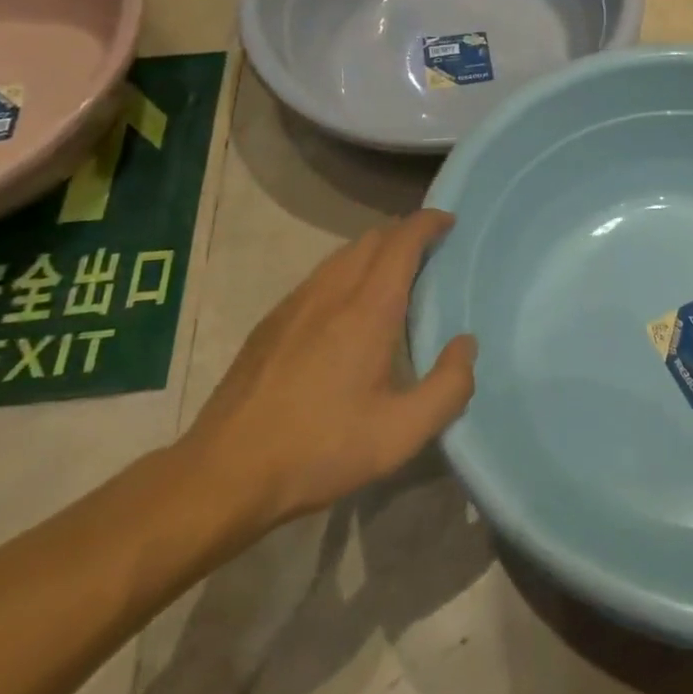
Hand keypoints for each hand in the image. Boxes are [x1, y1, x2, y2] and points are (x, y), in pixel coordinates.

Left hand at [171, 210, 477, 555]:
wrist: (226, 472)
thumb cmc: (321, 449)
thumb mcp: (400, 434)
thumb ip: (448, 387)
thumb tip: (466, 345)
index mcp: (367, 309)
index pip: (402, 242)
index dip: (427, 223)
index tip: (448, 221)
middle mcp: (331, 292)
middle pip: (372, 239)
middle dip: (404, 233)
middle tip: (429, 251)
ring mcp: (295, 303)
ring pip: (342, 254)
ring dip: (374, 250)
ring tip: (393, 275)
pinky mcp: (271, 322)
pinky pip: (320, 276)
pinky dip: (346, 271)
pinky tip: (346, 308)